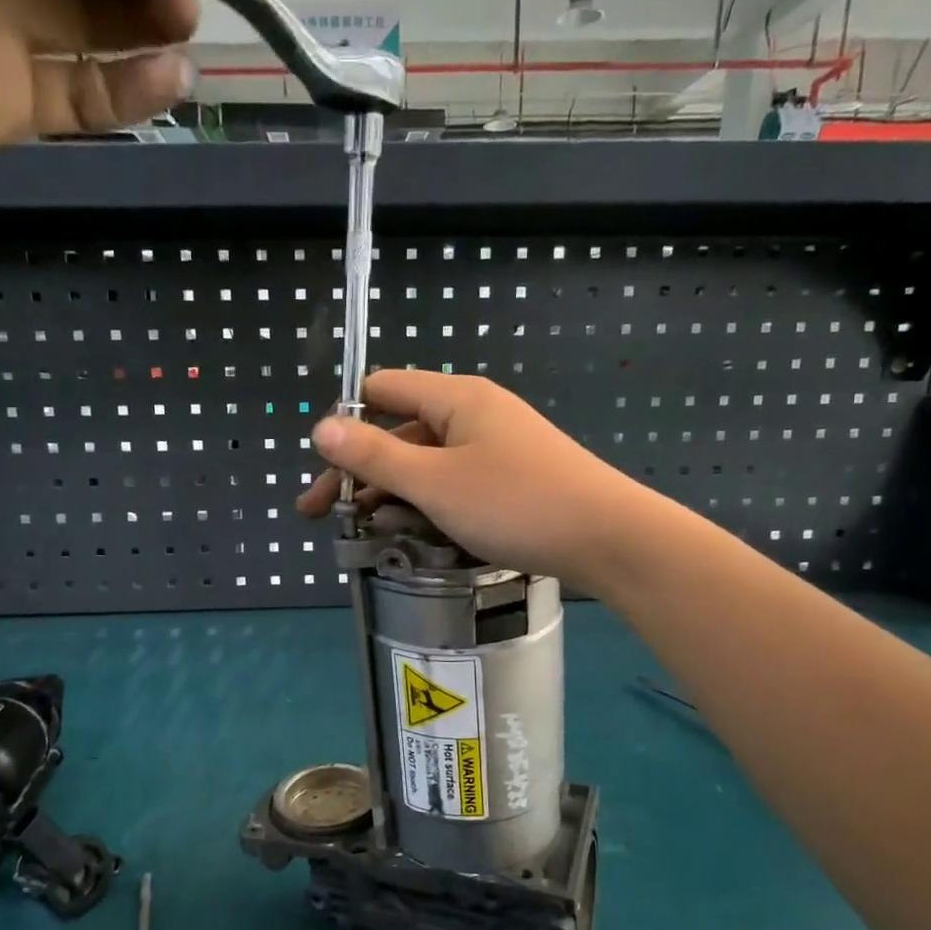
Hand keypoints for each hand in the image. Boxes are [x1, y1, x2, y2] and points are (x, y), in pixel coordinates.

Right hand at [297, 370, 666, 591]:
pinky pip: (455, 485)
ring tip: (367, 536)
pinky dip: (428, 506)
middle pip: (399, 432)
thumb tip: (321, 426)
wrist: (609, 539)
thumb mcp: (434, 483)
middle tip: (325, 517)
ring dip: (392, 495)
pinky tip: (414, 537)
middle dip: (360, 473)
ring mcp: (496, 448)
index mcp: (455, 398)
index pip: (381, 390)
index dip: (345, 424)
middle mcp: (474, 414)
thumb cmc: (516, 504)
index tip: (323, 471)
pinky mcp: (511, 480)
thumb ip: (374, 456)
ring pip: (427, 464)